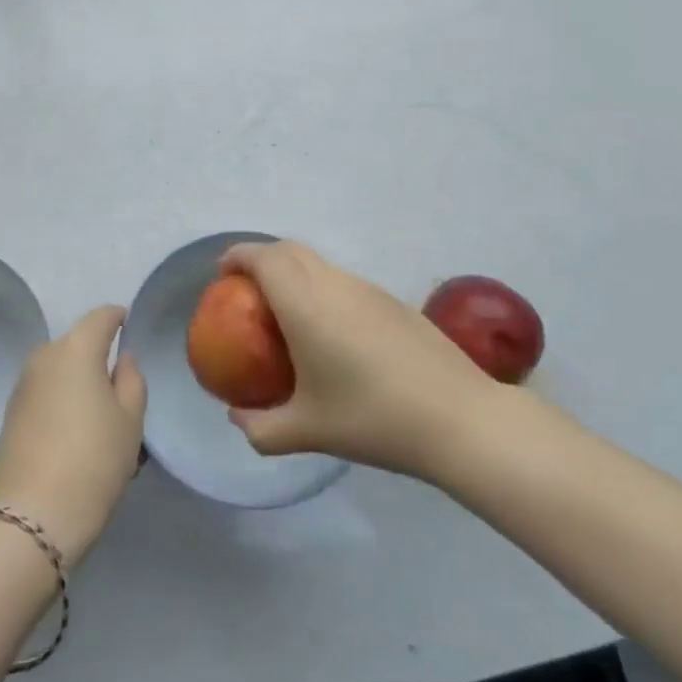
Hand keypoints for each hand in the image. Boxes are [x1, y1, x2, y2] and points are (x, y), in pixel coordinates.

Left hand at [0, 306, 146, 565]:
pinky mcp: (10, 414)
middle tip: (120, 388)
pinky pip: (45, 393)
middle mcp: (44, 355)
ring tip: (99, 417)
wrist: (30, 517)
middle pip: (77, 343)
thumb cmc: (93, 460)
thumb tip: (121, 358)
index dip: (118, 318)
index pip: (101, 316)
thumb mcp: (130, 420)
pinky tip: (73, 433)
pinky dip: (61, 401)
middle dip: (97, 356)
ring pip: (59, 370)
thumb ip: (132, 380)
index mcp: (76, 348)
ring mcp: (22, 385)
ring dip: (77, 381)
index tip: (130, 326)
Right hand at [221, 241, 502, 479]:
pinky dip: (322, 288)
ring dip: (294, 272)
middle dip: (261, 258)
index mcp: (305, 304)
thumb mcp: (308, 432)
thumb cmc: (373, 419)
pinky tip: (332, 331)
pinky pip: (344, 281)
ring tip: (286, 310)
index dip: (238, 256)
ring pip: (319, 263)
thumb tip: (237, 419)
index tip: (222, 273)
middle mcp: (333, 284)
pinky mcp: (393, 301)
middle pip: (289, 250)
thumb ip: (262, 429)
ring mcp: (368, 289)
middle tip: (247, 288)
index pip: (263, 258)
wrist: (458, 418)